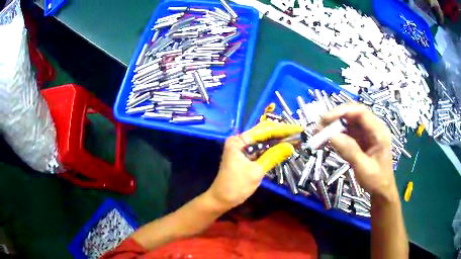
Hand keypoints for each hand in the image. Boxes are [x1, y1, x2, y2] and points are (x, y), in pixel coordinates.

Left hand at [206, 121, 302, 209]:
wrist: (221, 200)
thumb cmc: (236, 186)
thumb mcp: (256, 171)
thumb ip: (273, 156)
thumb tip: (291, 146)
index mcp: (239, 141)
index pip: (264, 130)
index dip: (282, 129)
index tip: (298, 129)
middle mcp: (240, 141)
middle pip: (263, 133)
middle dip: (281, 133)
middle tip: (298, 133)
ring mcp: (243, 149)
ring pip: (263, 141)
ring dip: (278, 140)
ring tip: (295, 138)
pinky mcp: (246, 157)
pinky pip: (261, 150)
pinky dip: (272, 149)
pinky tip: (284, 147)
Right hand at [321, 104, 396, 199]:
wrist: (381, 190)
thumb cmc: (376, 180)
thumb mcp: (364, 168)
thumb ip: (350, 150)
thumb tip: (331, 136)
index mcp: (379, 132)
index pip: (361, 112)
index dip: (343, 112)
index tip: (326, 119)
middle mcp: (373, 128)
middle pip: (353, 113)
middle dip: (336, 117)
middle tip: (320, 125)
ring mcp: (367, 133)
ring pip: (349, 121)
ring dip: (334, 125)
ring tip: (319, 133)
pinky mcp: (361, 138)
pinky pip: (347, 131)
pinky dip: (336, 133)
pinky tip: (327, 139)